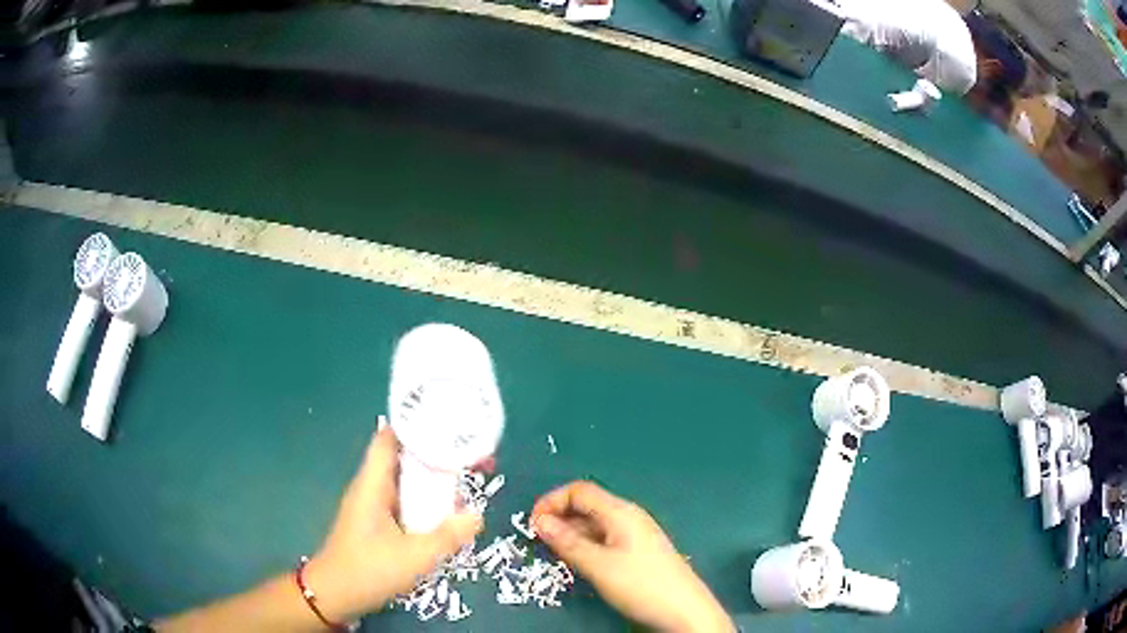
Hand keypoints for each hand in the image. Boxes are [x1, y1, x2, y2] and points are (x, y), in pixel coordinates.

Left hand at [304, 421, 483, 622]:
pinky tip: (446, 511)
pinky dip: (424, 499)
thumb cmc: (369, 570)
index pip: (390, 438)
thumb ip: (447, 535)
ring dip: (432, 479)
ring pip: (405, 481)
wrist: (336, 594)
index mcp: (372, 484)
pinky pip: (404, 500)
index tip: (450, 424)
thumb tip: (477, 514)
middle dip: (436, 454)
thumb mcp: (414, 556)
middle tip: (472, 456)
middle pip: (403, 457)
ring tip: (467, 478)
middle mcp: (371, 487)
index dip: (417, 425)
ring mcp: (372, 505)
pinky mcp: (377, 522)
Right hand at [531, 481, 732, 632]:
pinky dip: (585, 545)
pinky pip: (604, 539)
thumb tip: (539, 521)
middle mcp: (628, 517)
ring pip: (594, 524)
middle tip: (538, 542)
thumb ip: (568, 542)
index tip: (531, 525)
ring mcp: (635, 534)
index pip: (579, 490)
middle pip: (587, 505)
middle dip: (559, 518)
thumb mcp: (599, 565)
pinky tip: (578, 562)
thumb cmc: (641, 585)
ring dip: (570, 534)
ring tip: (553, 554)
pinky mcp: (638, 551)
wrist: (684, 611)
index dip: (551, 501)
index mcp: (620, 512)